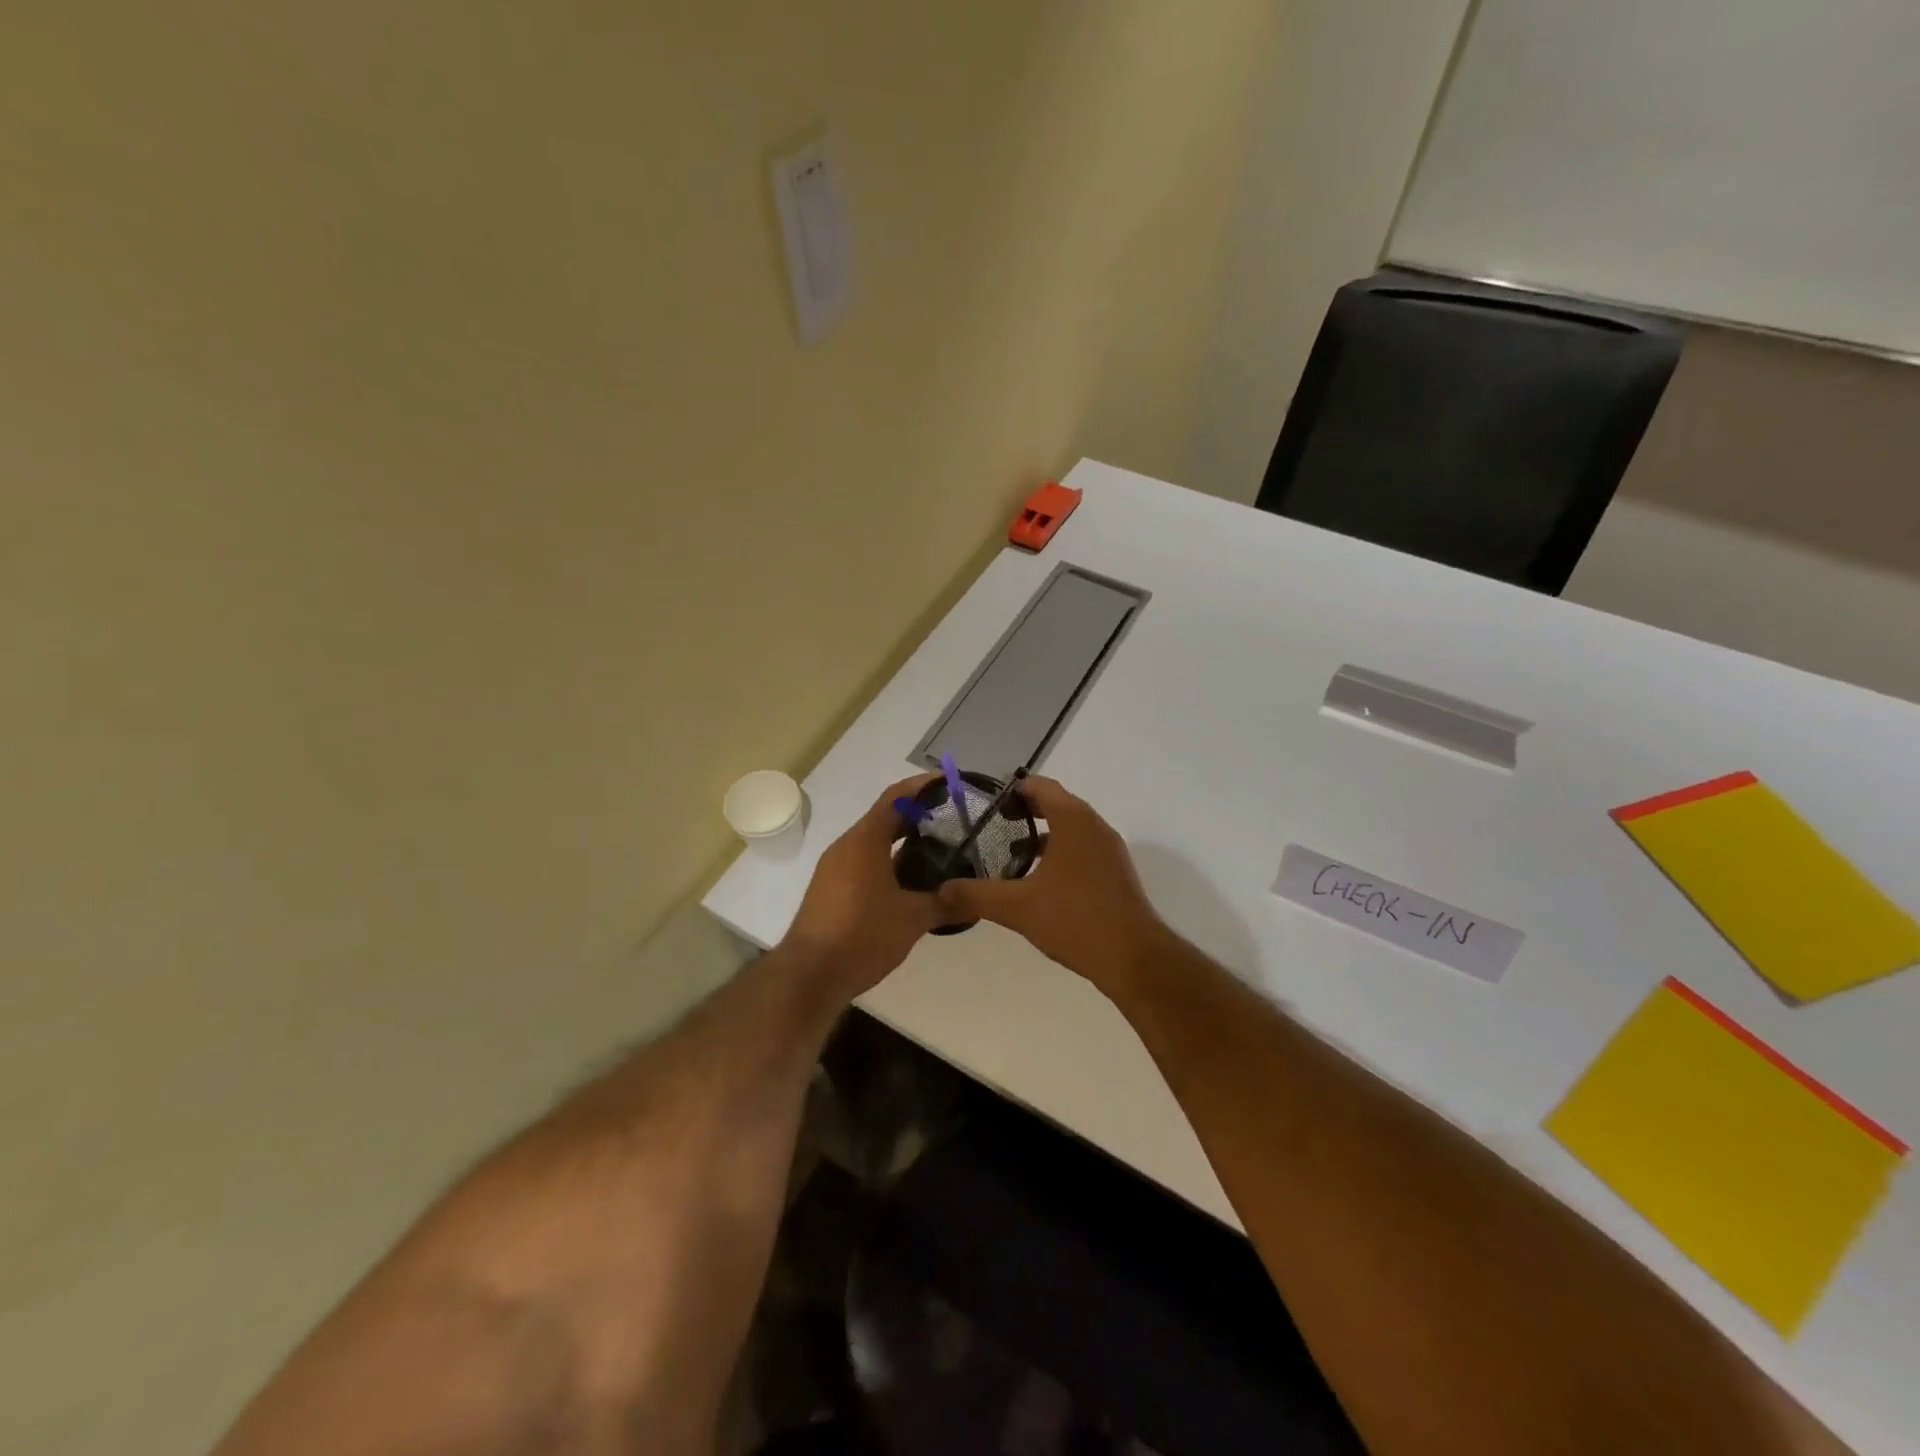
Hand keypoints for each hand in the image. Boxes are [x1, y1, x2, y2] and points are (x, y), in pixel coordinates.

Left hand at [780, 775, 945, 1001]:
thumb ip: (945, 903)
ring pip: (873, 841)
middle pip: (884, 817)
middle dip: (917, 814)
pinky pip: (864, 861)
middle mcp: (847, 846)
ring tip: (938, 847)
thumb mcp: (913, 919)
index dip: (922, 786)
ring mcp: (835, 867)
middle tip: (953, 817)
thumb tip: (975, 899)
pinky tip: (911, 880)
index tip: (948, 782)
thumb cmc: (862, 936)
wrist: (810, 975)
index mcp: (865, 841)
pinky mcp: (830, 888)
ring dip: (902, 839)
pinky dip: (888, 860)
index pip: (895, 798)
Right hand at [935, 776, 1167, 993]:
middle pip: (1056, 803)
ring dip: (1043, 832)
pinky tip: (1039, 879)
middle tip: (991, 824)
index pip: (1040, 786)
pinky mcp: (1115, 871)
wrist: (1132, 958)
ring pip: (1070, 827)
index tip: (986, 802)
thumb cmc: (1075, 920)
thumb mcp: (1017, 907)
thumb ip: (976, 895)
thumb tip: (941, 890)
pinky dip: (1059, 851)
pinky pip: (1082, 847)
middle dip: (1024, 810)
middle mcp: (1094, 826)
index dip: (1012, 789)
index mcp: (1073, 820)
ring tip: (1010, 852)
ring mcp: (1109, 849)